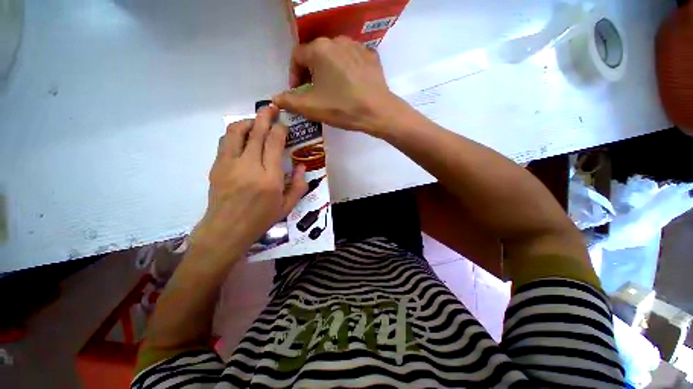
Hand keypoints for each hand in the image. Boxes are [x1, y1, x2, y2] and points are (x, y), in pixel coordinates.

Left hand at [190, 106, 307, 260]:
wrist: (227, 229)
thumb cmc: (261, 219)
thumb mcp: (287, 206)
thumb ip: (299, 185)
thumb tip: (302, 165)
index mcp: (270, 178)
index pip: (274, 143)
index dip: (280, 129)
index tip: (284, 125)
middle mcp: (250, 167)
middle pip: (256, 132)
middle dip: (265, 116)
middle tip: (272, 108)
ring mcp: (230, 164)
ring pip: (236, 131)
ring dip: (248, 122)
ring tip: (256, 122)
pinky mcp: (217, 166)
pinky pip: (225, 141)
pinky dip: (235, 134)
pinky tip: (242, 137)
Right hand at [272, 37, 407, 135]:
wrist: (377, 112)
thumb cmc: (342, 108)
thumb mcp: (312, 107)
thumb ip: (290, 101)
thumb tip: (276, 98)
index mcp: (319, 49)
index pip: (297, 57)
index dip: (293, 75)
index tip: (297, 92)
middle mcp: (337, 41)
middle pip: (316, 55)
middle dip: (310, 74)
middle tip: (314, 93)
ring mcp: (357, 47)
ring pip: (334, 57)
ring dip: (328, 72)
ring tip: (332, 90)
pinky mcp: (371, 56)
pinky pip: (352, 61)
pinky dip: (346, 71)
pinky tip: (349, 85)